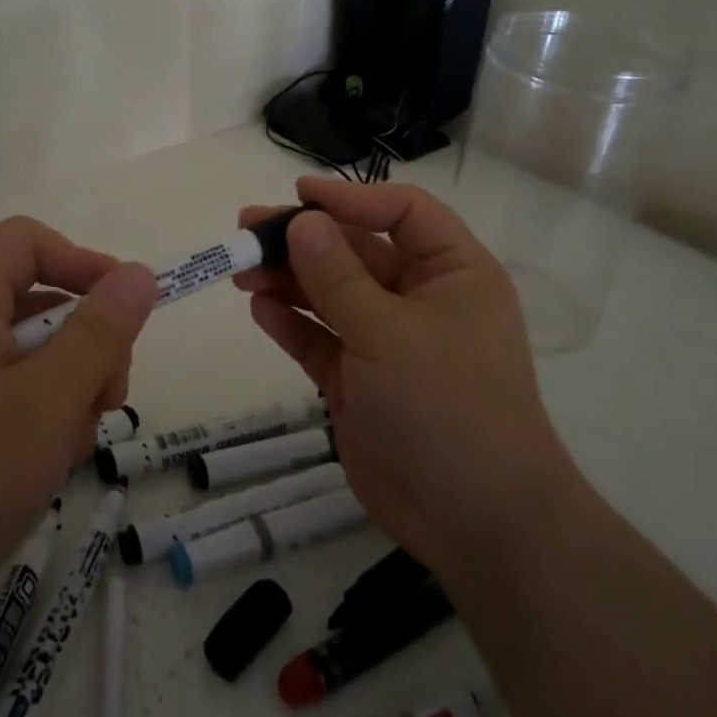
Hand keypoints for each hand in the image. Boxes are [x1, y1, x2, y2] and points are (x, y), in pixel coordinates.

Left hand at [0, 216, 156, 653]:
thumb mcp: (48, 401)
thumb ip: (99, 333)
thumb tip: (139, 273)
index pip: (25, 242)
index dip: (80, 262)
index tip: (123, 311)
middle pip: (39, 302)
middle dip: (87, 343)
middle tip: (107, 398)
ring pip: (35, 358)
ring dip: (71, 390)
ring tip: (71, 444)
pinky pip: (16, 400)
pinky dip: (45, 422)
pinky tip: (50, 467)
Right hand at [235, 178, 575, 582]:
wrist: (475, 522)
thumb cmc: (446, 407)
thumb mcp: (388, 332)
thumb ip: (337, 276)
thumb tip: (300, 221)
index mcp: (452, 274)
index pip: (403, 213)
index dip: (351, 197)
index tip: (299, 194)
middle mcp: (420, 300)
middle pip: (357, 251)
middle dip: (304, 239)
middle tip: (247, 228)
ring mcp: (387, 342)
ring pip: (331, 295)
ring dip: (288, 279)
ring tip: (242, 269)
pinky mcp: (359, 380)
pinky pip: (320, 339)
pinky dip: (291, 323)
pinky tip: (259, 308)